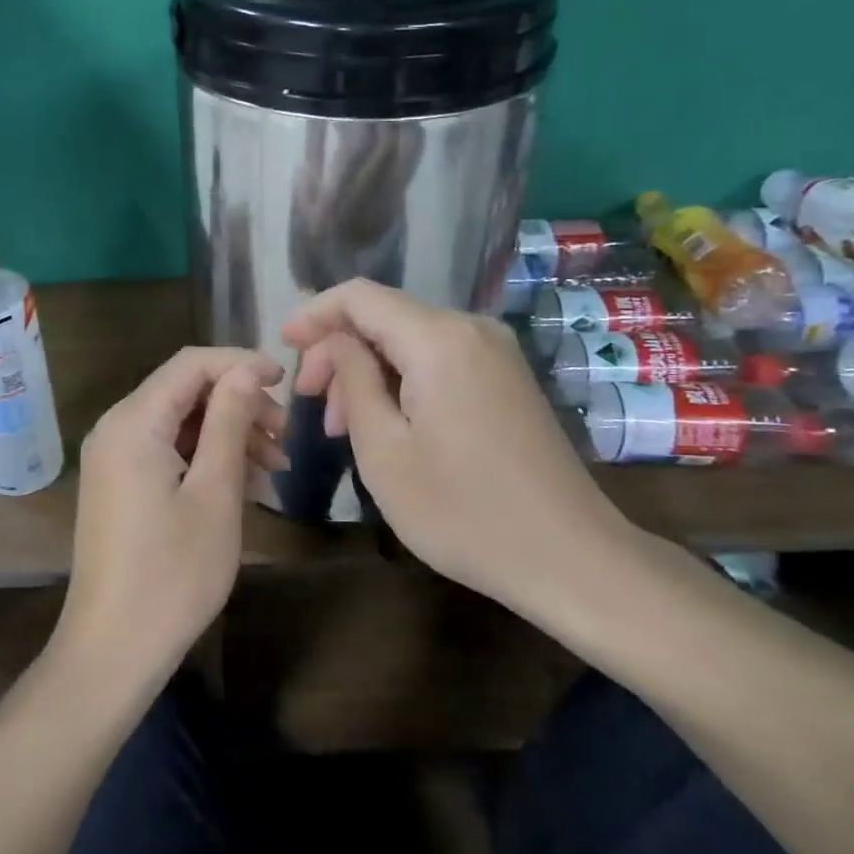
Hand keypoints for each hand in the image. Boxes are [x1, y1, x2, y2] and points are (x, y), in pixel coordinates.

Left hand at [55, 347, 287, 686]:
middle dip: (240, 405)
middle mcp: (116, 428)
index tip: (287, 380)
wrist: (113, 649)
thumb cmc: (173, 573)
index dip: (241, 364)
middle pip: (185, 391)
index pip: (191, 364)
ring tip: (276, 468)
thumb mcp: (215, 492)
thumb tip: (247, 371)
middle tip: (286, 438)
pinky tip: (247, 485)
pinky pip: (168, 451)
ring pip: (180, 423)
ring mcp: (114, 458)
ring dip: (229, 434)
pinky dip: (206, 458)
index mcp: (133, 422)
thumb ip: (229, 421)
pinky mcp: (120, 483)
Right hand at [283, 280, 621, 609]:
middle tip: (312, 405)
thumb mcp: (384, 451)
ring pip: (410, 340)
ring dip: (368, 371)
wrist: (571, 557)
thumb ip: (353, 381)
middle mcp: (471, 329)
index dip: (315, 313)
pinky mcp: (506, 378)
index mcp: (438, 340)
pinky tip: (387, 423)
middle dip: (338, 351)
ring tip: (343, 426)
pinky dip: (401, 380)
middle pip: (385, 317)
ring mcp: (495, 352)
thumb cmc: (464, 512)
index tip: (282, 345)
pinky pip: (439, 359)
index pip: (360, 296)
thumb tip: (335, 341)